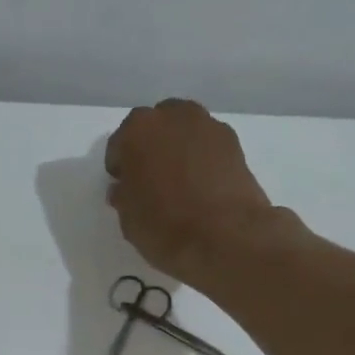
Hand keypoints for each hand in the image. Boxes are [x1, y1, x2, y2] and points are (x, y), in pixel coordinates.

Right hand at [105, 98, 284, 282]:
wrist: (226, 237)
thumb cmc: (165, 227)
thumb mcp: (128, 220)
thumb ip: (124, 196)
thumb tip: (125, 189)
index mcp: (137, 130)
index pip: (119, 144)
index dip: (120, 168)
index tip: (124, 187)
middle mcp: (172, 116)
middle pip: (155, 127)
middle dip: (151, 149)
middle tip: (151, 180)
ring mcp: (207, 126)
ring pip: (184, 132)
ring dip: (178, 150)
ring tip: (179, 182)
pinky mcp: (234, 143)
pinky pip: (208, 146)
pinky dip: (202, 159)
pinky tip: (203, 186)